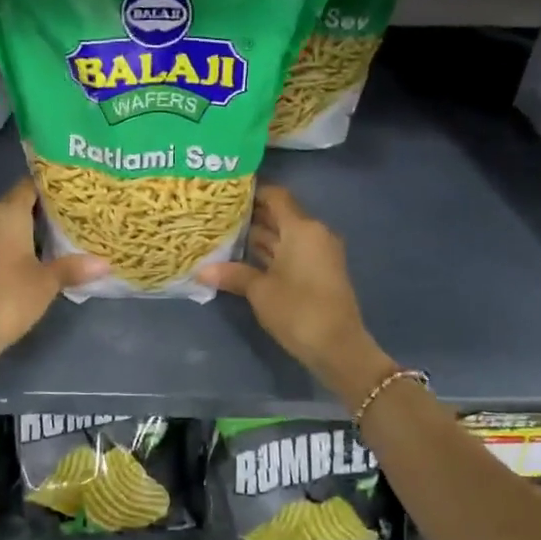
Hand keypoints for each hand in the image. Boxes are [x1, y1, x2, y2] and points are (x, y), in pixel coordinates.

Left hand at [0, 179, 106, 354]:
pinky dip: (10, 244)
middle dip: (41, 210)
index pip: (29, 186)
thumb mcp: (48, 281)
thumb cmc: (10, 296)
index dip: (50, 187)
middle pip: (16, 204)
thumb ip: (74, 267)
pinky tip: (30, 257)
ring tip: (55, 237)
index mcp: (7, 213)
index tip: (72, 192)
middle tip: (71, 217)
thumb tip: (105, 263)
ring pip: (3, 224)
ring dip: (25, 229)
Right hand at [197, 185, 393, 398]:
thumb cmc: (298, 310)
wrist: (338, 347)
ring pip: (285, 236)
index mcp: (302, 228)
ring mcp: (319, 253)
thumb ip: (233, 274)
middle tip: (217, 215)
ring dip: (259, 237)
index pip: (276, 197)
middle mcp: (313, 233)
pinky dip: (271, 253)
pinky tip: (244, 259)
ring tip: (224, 235)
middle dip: (251, 216)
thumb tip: (201, 270)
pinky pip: (291, 252)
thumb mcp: (260, 291)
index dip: (253, 192)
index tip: (226, 193)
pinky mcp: (319, 272)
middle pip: (280, 215)